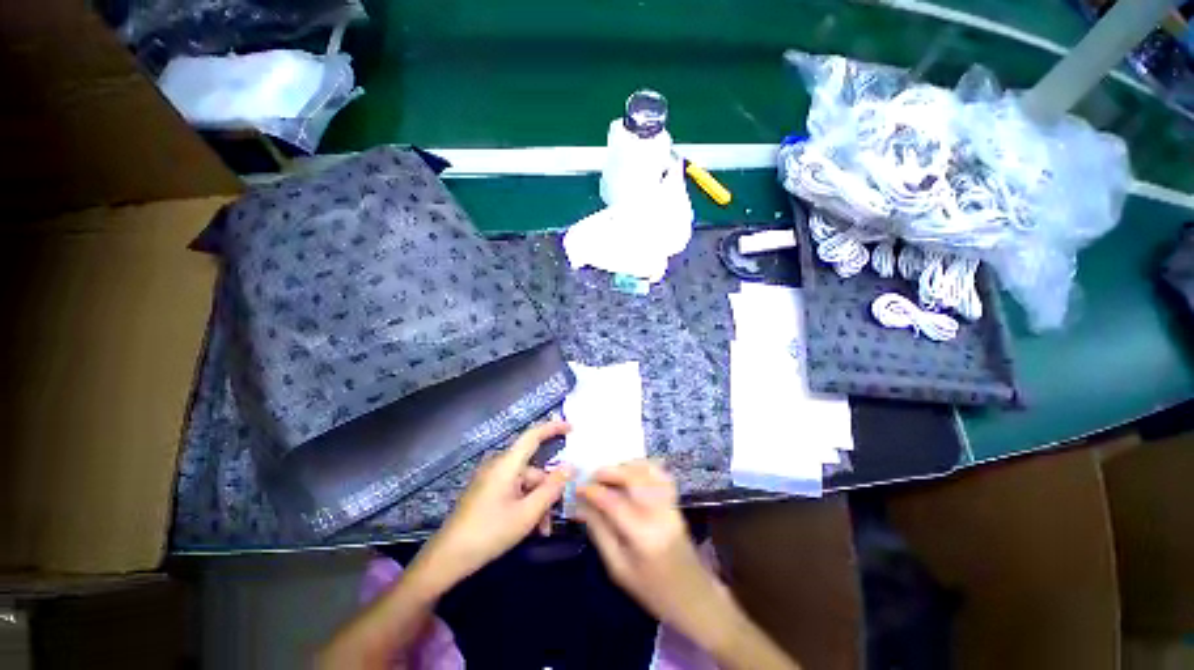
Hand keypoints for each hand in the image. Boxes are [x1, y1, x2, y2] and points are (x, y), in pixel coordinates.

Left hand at [417, 420, 573, 587]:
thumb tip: (570, 467)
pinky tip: (530, 528)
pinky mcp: (486, 492)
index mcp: (507, 464)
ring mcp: (491, 480)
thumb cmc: (489, 532)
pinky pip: (513, 491)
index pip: (533, 435)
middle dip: (547, 489)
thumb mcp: (527, 514)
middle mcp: (499, 466)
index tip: (572, 427)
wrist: (446, 559)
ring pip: (525, 484)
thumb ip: (551, 488)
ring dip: (537, 503)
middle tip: (558, 512)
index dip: (553, 428)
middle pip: (533, 469)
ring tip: (542, 529)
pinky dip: (524, 505)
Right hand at [576, 460, 726, 639]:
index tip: (578, 488)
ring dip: (625, 466)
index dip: (592, 491)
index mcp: (642, 536)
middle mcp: (659, 513)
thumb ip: (599, 532)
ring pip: (647, 471)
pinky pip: (661, 473)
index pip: (613, 502)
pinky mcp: (676, 500)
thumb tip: (581, 506)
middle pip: (632, 478)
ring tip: (609, 474)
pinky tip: (631, 471)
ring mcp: (670, 504)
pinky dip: (644, 466)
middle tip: (592, 475)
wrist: (693, 595)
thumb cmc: (651, 589)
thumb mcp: (618, 568)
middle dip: (609, 471)